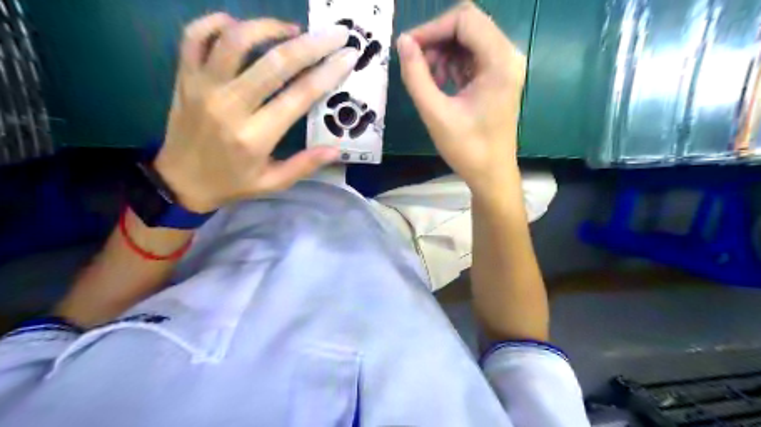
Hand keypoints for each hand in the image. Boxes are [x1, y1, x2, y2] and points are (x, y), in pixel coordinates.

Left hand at [154, 13, 360, 213]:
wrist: (179, 182)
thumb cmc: (232, 184)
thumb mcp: (272, 183)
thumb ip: (304, 166)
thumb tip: (336, 149)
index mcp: (255, 137)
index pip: (299, 96)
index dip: (328, 73)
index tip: (348, 56)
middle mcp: (229, 106)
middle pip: (275, 63)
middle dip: (312, 44)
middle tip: (334, 34)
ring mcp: (203, 87)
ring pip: (235, 40)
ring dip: (268, 27)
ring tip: (292, 30)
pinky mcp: (184, 77)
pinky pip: (195, 36)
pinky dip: (217, 22)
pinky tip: (239, 26)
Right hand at [395, 4, 527, 196]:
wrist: (491, 174)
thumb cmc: (467, 149)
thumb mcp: (435, 113)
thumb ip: (416, 76)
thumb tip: (402, 43)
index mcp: (499, 61)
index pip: (464, 20)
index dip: (431, 28)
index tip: (407, 48)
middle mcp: (508, 56)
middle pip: (467, 25)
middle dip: (437, 39)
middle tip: (416, 64)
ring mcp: (505, 66)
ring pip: (468, 39)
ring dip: (443, 52)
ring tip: (427, 80)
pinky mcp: (498, 77)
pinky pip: (472, 56)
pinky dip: (452, 63)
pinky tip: (440, 84)